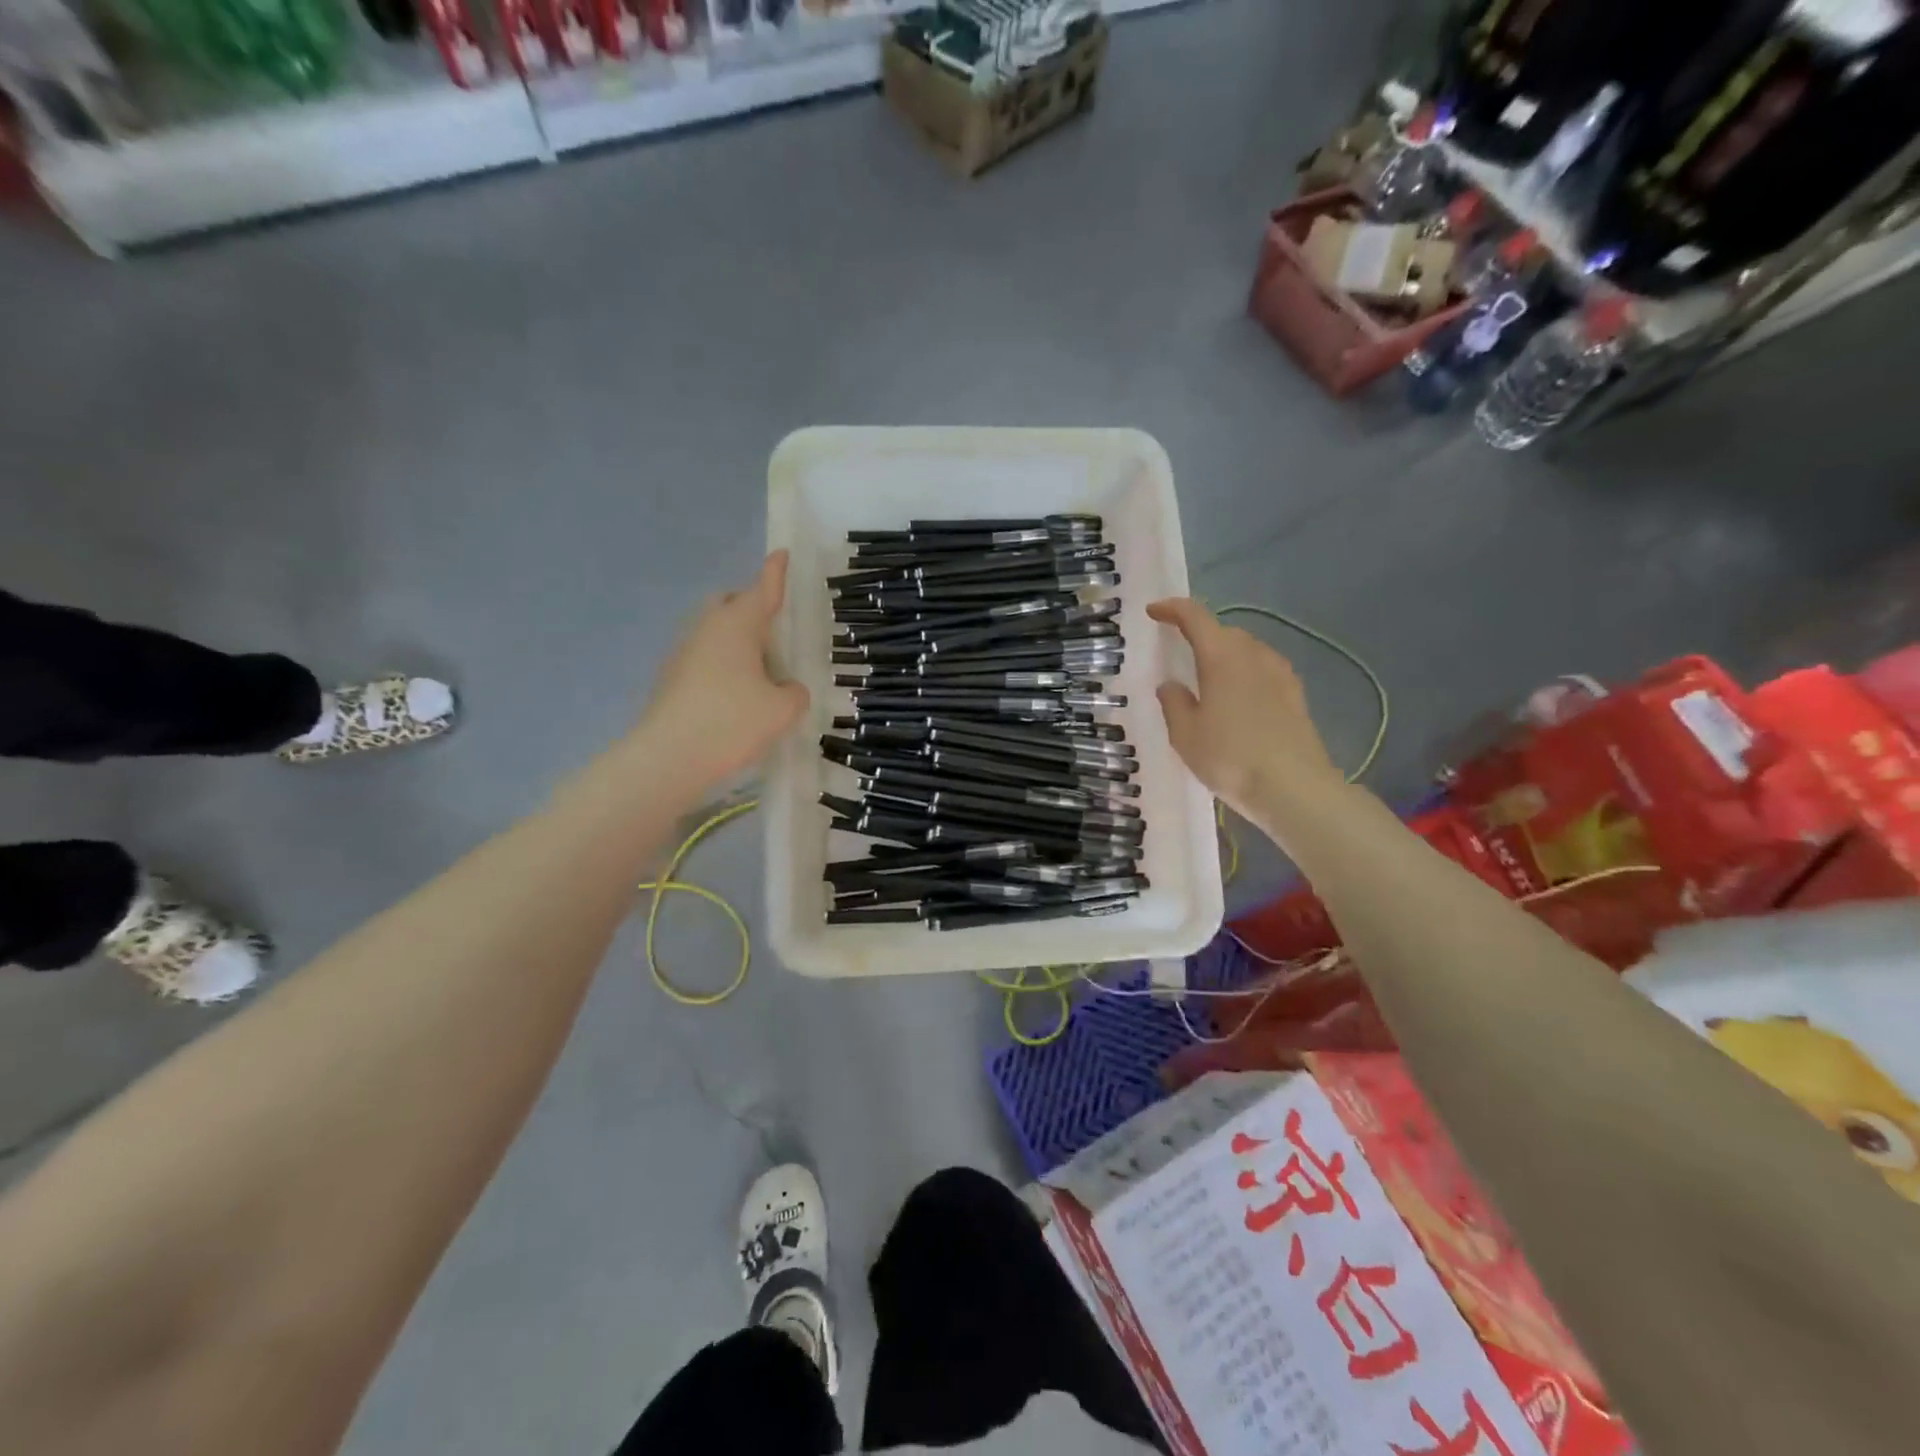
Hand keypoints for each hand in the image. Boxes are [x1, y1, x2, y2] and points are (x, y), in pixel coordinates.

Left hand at [638, 552, 809, 788]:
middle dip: (750, 607)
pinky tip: (736, 697)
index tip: (781, 553)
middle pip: (729, 604)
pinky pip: (704, 660)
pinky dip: (722, 667)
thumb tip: (784, 688)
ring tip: (760, 673)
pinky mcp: (671, 680)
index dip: (775, 572)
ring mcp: (683, 654)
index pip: (762, 589)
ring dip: (736, 642)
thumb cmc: (732, 722)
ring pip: (714, 634)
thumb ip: (794, 692)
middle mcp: (707, 630)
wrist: (668, 758)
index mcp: (737, 625)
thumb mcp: (783, 710)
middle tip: (773, 629)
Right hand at [1147, 598, 1344, 823]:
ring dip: (1225, 654)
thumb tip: (1171, 685)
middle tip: (1180, 651)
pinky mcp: (1295, 695)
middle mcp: (1253, 655)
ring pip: (1247, 650)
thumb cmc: (1230, 757)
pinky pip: (1264, 670)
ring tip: (1208, 677)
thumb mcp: (1185, 735)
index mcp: (1221, 657)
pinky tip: (1239, 697)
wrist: (1294, 788)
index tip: (1154, 612)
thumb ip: (1174, 704)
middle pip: (1224, 632)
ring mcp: (1280, 673)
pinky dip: (1245, 672)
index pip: (1195, 617)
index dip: (1172, 609)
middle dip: (1200, 634)